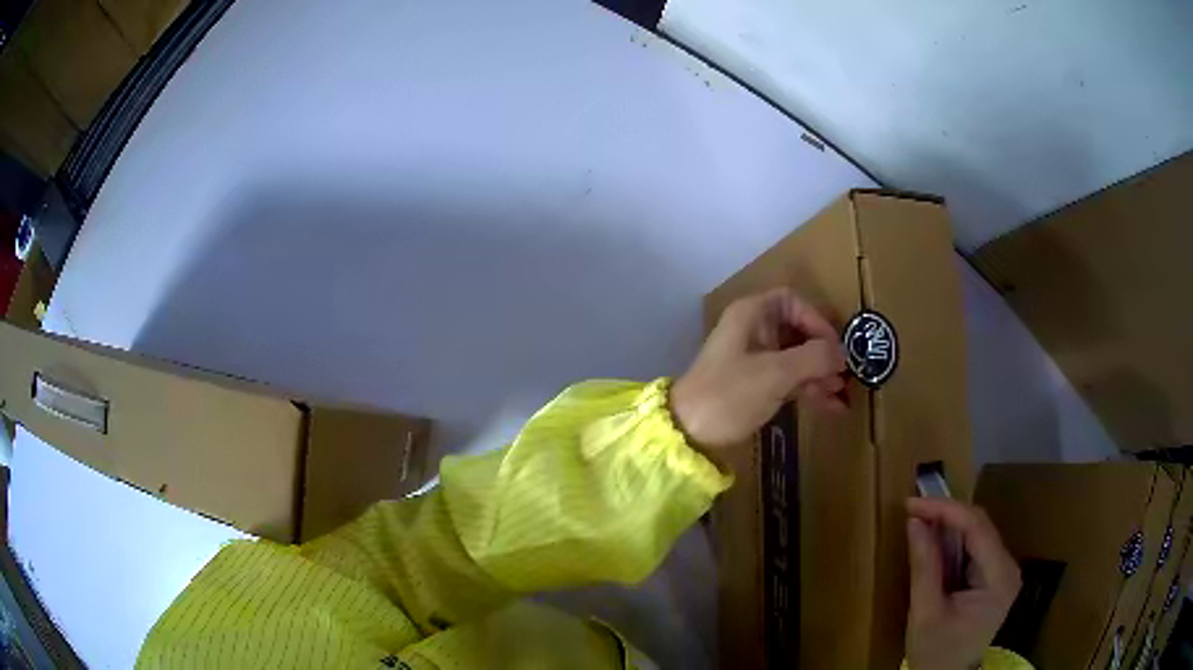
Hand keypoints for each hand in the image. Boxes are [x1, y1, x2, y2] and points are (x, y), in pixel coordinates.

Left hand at [670, 287, 845, 454]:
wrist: (687, 434)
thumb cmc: (729, 394)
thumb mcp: (775, 373)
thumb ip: (814, 358)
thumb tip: (843, 353)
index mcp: (751, 315)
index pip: (793, 302)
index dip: (817, 320)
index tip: (834, 346)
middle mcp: (753, 331)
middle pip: (798, 332)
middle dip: (824, 353)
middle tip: (847, 374)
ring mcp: (754, 359)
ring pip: (796, 358)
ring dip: (821, 375)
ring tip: (844, 395)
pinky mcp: (755, 385)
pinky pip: (789, 380)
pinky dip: (809, 390)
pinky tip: (832, 407)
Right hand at [905, 498, 1020, 669]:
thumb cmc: (935, 652)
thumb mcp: (925, 614)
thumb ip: (924, 566)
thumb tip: (914, 521)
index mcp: (1000, 577)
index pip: (977, 527)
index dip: (945, 509)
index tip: (911, 504)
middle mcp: (1008, 566)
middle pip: (979, 526)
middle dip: (945, 516)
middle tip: (911, 512)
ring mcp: (1002, 571)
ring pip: (976, 533)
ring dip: (946, 528)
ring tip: (917, 523)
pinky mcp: (993, 576)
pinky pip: (973, 548)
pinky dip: (950, 543)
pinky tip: (931, 543)